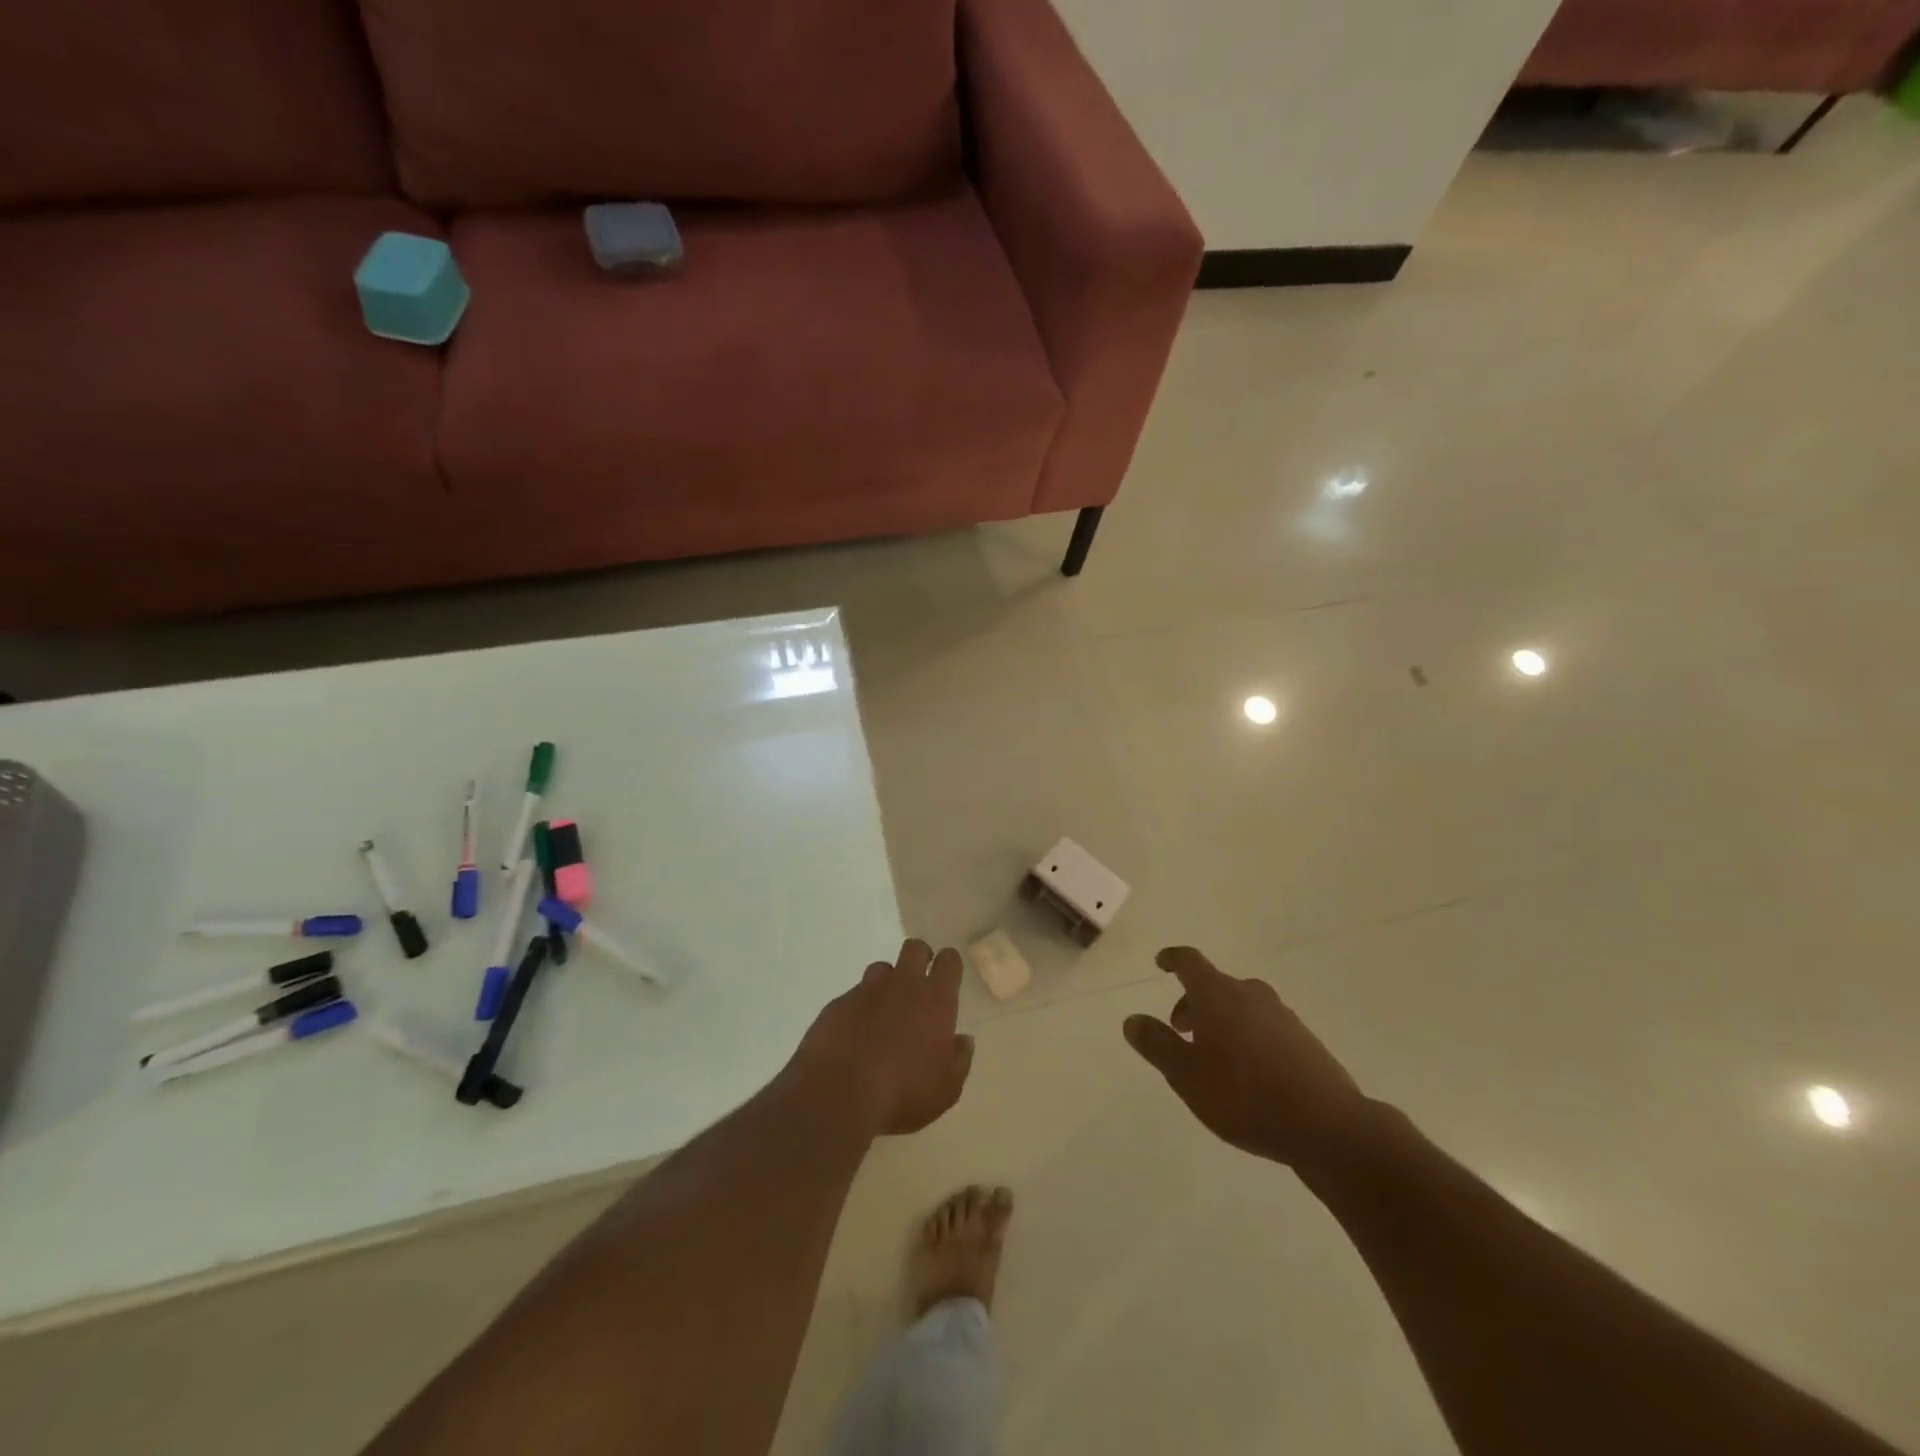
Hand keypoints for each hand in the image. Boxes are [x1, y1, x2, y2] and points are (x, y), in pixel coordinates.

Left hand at [795, 939, 973, 1136]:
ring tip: (885, 1011)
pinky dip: (859, 1009)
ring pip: (881, 969)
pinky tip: (855, 1035)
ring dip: (887, 983)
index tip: (948, 975)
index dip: (949, 963)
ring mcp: (866, 991)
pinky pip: (853, 996)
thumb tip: (963, 1041)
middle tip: (919, 983)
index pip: (948, 961)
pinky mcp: (837, 1005)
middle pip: (914, 948)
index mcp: (935, 1000)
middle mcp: (902, 985)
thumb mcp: (946, 1089)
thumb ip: (959, 1060)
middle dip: (920, 957)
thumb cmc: (903, 1093)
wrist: (838, 1095)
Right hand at [1124, 946, 1375, 1168]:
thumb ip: (1157, 1045)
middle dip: (1194, 1002)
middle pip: (1216, 985)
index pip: (1190, 962)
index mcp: (1219, 996)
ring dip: (1222, 1019)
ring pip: (1242, 1005)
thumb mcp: (1186, 1075)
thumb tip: (1132, 1019)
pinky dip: (1248, 1036)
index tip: (1161, 962)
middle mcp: (1251, 995)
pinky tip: (1248, 1071)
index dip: (1173, 959)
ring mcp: (1283, 1016)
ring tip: (1213, 1055)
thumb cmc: (1245, 1096)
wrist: (1328, 1126)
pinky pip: (1265, 1026)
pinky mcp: (1305, 1041)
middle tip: (1180, 1030)